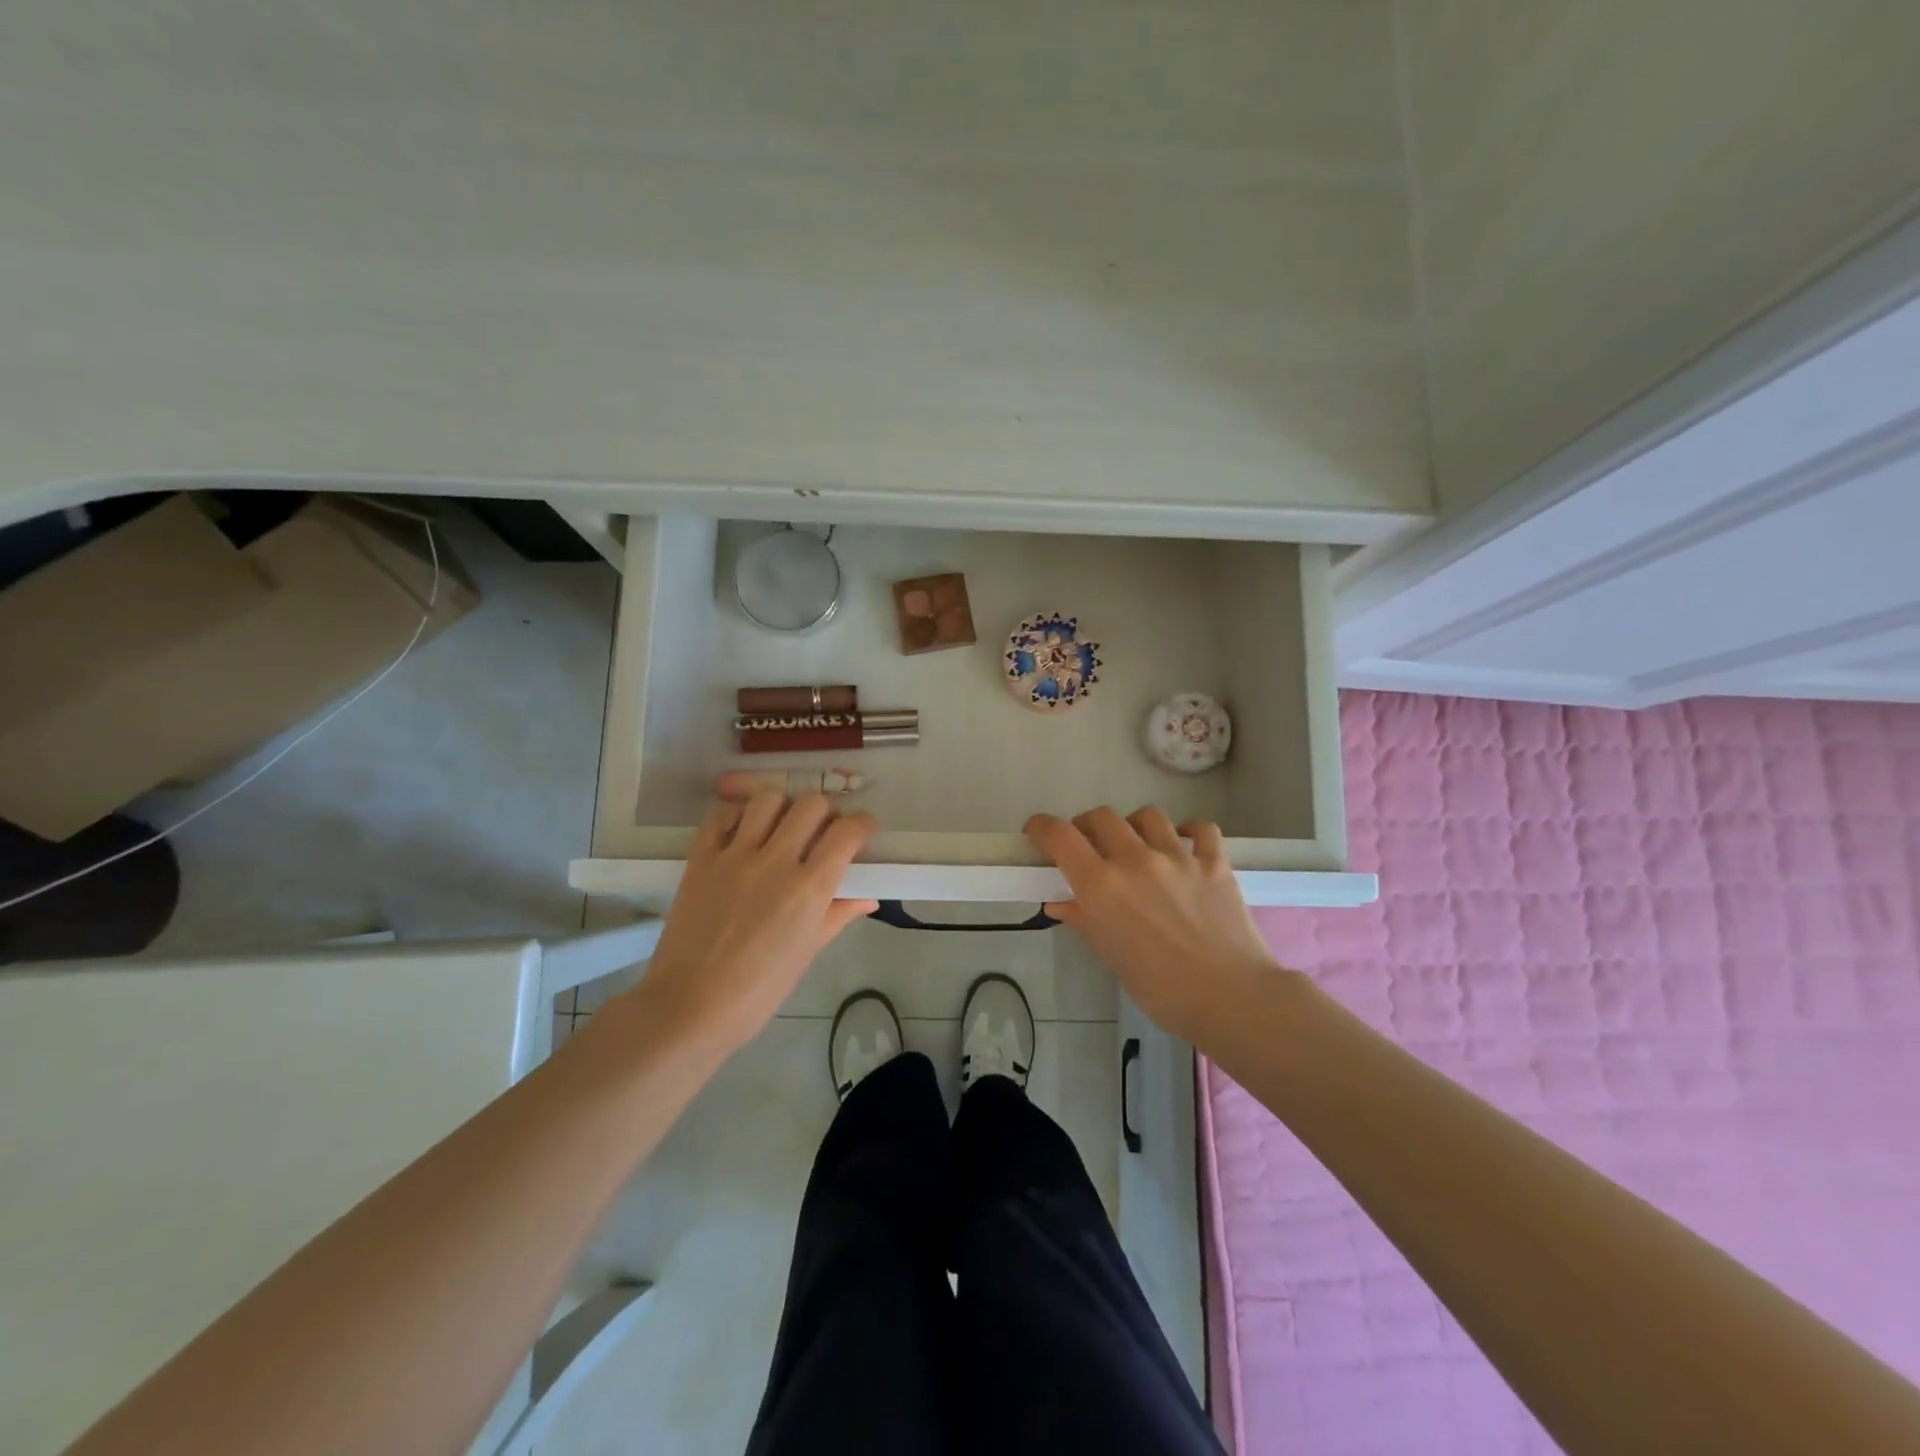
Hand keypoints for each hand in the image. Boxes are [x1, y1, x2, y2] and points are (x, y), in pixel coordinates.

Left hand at [630, 792, 878, 1052]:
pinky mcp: (700, 858)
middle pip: (811, 805)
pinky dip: (736, 816)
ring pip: (767, 799)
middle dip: (825, 812)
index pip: (847, 832)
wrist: (689, 1006)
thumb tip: (868, 898)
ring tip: (780, 828)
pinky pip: (720, 815)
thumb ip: (837, 915)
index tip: (861, 832)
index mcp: (809, 889)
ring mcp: (734, 856)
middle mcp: (776, 862)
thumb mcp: (807, 953)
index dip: (861, 825)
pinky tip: (742, 833)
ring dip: (782, 808)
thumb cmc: (758, 991)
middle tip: (821, 831)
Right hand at [1026, 806, 1277, 1041]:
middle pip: (1102, 817)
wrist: (1230, 997)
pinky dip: (1189, 832)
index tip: (1037, 832)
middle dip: (1088, 826)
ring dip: (1134, 826)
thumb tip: (1060, 903)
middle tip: (1089, 845)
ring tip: (1137, 844)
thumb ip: (1085, 920)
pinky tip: (1185, 845)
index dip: (1042, 827)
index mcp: (1101, 885)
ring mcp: (1178, 857)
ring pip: (1148, 816)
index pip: (1060, 836)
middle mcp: (1135, 859)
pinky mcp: (1215, 862)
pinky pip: (1201, 829)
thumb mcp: (1112, 956)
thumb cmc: (1160, 989)